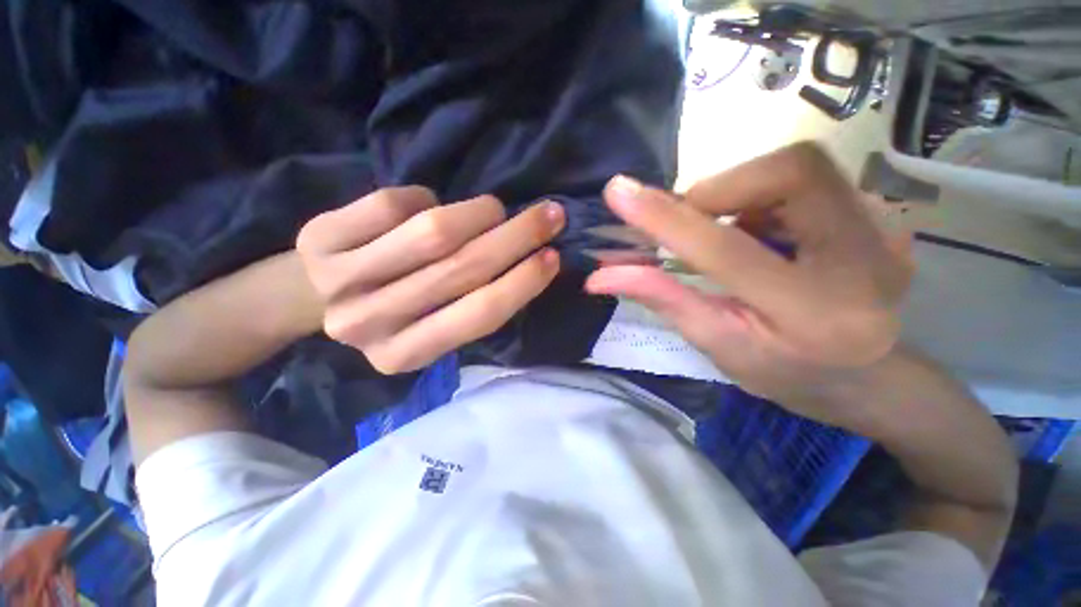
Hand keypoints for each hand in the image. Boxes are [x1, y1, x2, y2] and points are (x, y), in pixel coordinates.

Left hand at [297, 187, 563, 373]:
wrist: (312, 296)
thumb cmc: (394, 310)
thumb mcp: (435, 324)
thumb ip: (473, 303)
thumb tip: (527, 260)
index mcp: (407, 354)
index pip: (480, 316)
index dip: (523, 282)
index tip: (554, 256)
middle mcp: (372, 324)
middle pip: (461, 269)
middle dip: (517, 237)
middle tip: (549, 215)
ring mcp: (341, 281)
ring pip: (432, 234)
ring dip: (479, 214)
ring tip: (494, 209)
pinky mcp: (321, 238)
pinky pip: (393, 204)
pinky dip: (426, 197)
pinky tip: (430, 204)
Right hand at [585, 143, 913, 427]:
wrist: (869, 379)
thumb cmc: (785, 373)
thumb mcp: (715, 343)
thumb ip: (662, 299)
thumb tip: (602, 276)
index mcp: (810, 313)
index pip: (724, 249)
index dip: (665, 218)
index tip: (618, 193)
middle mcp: (865, 260)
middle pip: (790, 171)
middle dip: (722, 189)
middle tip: (692, 222)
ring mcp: (885, 231)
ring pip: (799, 168)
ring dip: (741, 196)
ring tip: (729, 238)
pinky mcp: (884, 218)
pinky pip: (813, 180)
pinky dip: (767, 199)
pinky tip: (764, 237)